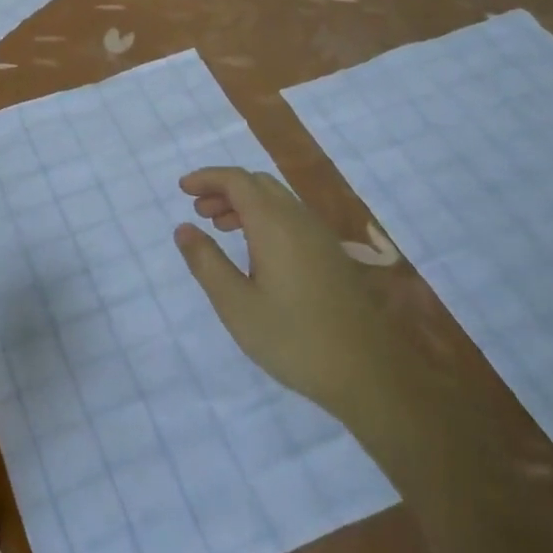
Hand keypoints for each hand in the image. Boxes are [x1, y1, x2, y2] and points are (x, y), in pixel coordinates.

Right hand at [174, 167, 382, 412]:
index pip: (236, 180)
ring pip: (276, 200)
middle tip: (199, 211)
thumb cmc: (294, 339)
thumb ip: (206, 262)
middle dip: (224, 189)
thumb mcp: (236, 305)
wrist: (369, 374)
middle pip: (257, 183)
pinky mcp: (332, 255)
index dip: (207, 178)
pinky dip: (265, 218)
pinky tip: (256, 252)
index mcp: (273, 223)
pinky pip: (291, 218)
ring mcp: (320, 236)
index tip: (182, 189)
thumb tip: (183, 228)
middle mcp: (298, 219)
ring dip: (244, 204)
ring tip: (221, 229)